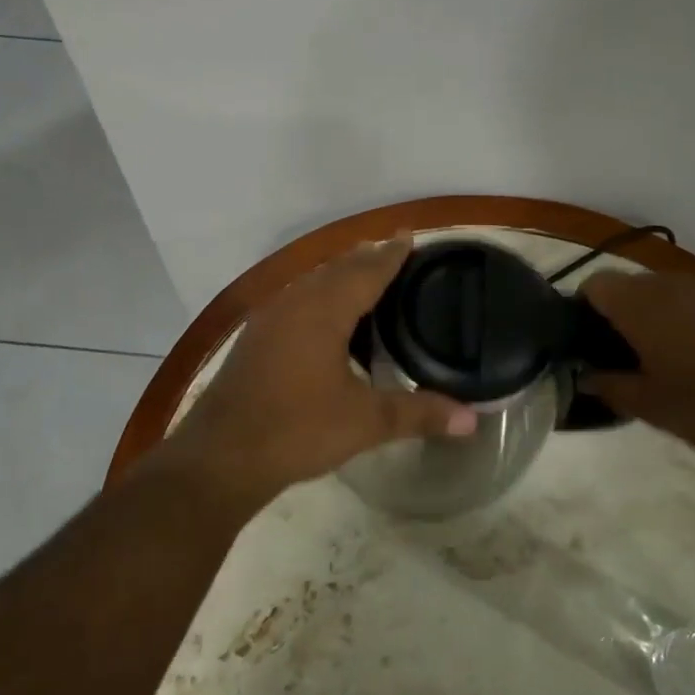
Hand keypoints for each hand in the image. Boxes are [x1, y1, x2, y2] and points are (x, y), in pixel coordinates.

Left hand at [160, 237, 476, 509]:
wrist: (221, 457)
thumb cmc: (297, 430)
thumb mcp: (365, 422)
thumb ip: (419, 414)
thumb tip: (472, 420)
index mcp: (323, 311)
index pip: (366, 270)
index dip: (391, 254)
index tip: (409, 236)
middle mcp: (294, 304)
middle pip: (336, 269)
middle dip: (366, 259)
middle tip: (394, 255)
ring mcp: (268, 320)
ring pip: (311, 284)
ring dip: (339, 277)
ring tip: (365, 281)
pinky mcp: (255, 339)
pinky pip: (295, 302)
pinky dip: (319, 298)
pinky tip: (326, 322)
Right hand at [578, 270, 694, 463]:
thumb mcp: (649, 406)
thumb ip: (609, 387)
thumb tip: (584, 377)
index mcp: (640, 304)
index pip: (594, 285)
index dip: (582, 309)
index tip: (584, 342)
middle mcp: (669, 285)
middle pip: (626, 286)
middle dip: (615, 315)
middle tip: (615, 357)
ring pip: (659, 293)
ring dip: (648, 317)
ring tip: (652, 359)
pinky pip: (690, 302)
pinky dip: (679, 321)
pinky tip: (691, 359)